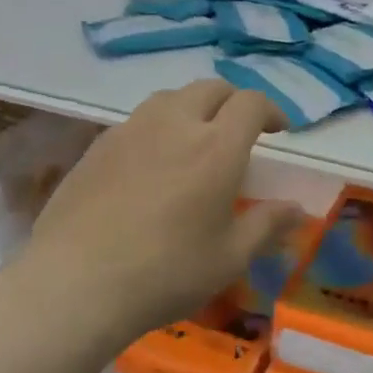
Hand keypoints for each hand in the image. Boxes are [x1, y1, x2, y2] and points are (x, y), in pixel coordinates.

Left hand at [12, 81, 300, 345]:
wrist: (75, 283)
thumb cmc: (166, 272)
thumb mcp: (229, 258)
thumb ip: (266, 226)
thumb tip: (296, 209)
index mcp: (216, 147)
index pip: (250, 103)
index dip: (270, 109)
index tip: (278, 130)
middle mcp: (174, 124)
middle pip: (210, 89)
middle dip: (233, 102)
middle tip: (240, 130)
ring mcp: (130, 131)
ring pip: (169, 98)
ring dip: (193, 108)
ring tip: (195, 140)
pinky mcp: (97, 146)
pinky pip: (136, 121)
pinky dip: (157, 128)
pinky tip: (152, 163)